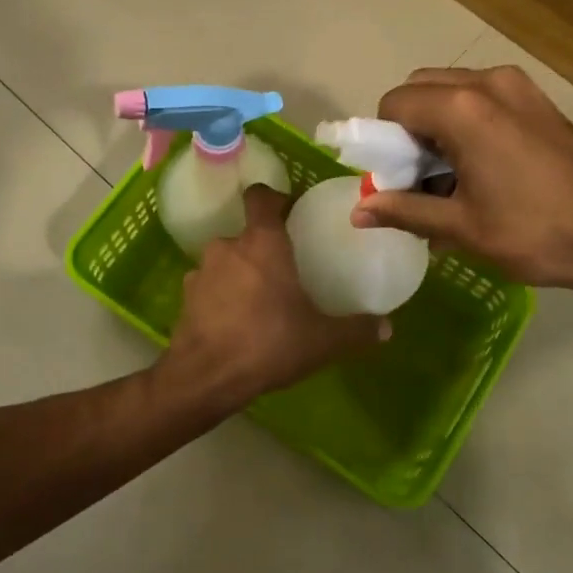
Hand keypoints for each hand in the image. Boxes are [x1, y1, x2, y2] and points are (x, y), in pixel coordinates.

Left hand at [155, 185, 389, 412]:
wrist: (205, 377)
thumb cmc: (267, 343)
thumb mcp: (321, 340)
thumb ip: (355, 330)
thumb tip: (387, 326)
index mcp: (262, 242)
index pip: (261, 195)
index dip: (274, 198)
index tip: (291, 212)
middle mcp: (228, 246)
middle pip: (247, 233)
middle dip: (264, 247)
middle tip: (285, 270)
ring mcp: (200, 270)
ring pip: (227, 260)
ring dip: (241, 272)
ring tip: (260, 300)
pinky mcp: (185, 297)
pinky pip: (209, 286)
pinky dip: (221, 296)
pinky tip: (235, 321)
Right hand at [351, 66, 572, 290]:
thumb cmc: (535, 232)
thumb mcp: (462, 227)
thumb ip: (405, 211)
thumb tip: (357, 211)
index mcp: (461, 109)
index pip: (394, 104)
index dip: (383, 141)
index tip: (395, 178)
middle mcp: (486, 83)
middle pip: (420, 88)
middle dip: (408, 128)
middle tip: (420, 176)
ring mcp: (517, 86)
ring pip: (451, 89)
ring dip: (436, 123)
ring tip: (451, 174)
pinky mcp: (538, 98)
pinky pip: (482, 96)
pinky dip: (465, 120)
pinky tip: (480, 164)